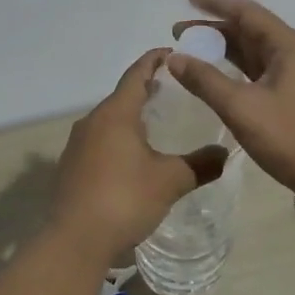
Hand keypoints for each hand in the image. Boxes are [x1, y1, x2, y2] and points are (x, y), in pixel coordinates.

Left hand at [48, 49, 227, 267]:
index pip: (136, 74)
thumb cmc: (124, 199)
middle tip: (172, 90)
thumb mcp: (170, 181)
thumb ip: (200, 164)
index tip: (171, 53)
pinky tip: (132, 157)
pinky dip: (118, 138)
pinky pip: (99, 141)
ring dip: (130, 116)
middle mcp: (92, 121)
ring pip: (108, 120)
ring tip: (155, 123)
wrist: (74, 241)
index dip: (154, 61)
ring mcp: (77, 145)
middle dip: (145, 89)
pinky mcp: (70, 167)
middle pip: (121, 96)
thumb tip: (224, 154)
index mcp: (115, 113)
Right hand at [168, 0, 294, 203]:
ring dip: (223, 49)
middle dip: (213, 29)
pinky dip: (235, 69)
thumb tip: (174, 57)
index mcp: (288, 45)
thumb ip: (205, 80)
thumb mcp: (242, 108)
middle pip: (249, 29)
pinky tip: (216, 77)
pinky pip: (259, 71)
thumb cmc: (292, 138)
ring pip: (254, 52)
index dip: (215, 3)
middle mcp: (294, 52)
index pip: (246, 12)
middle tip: (178, 34)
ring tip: (190, 52)